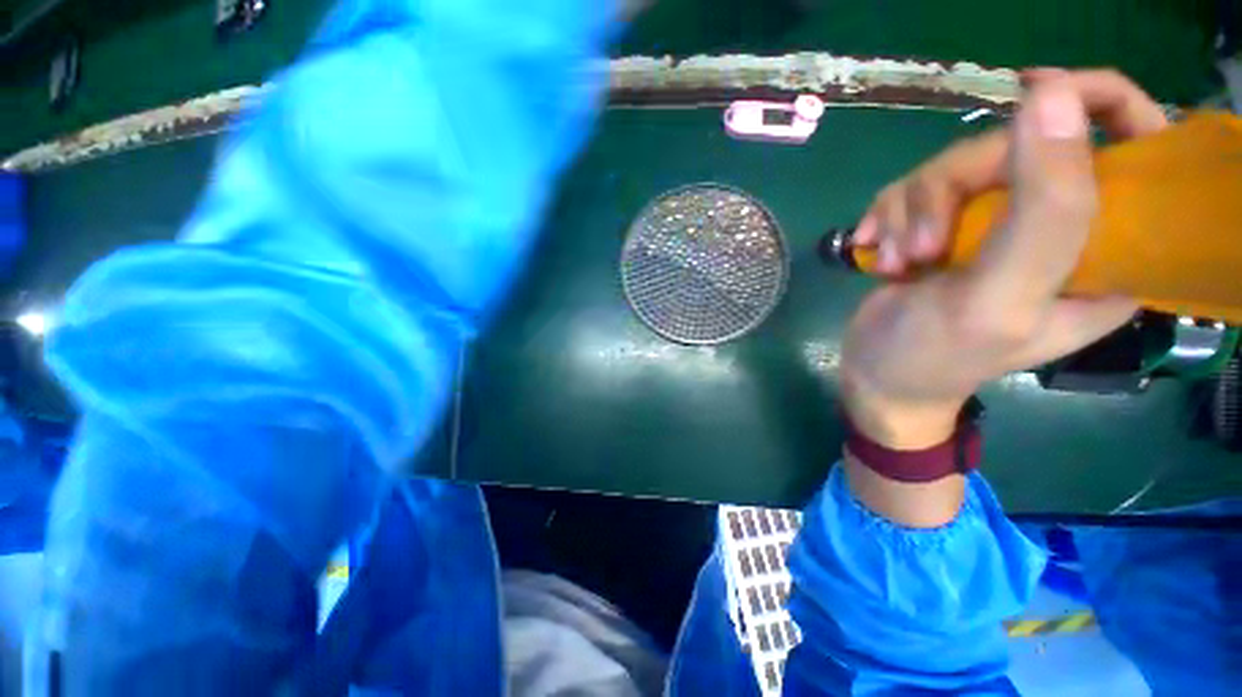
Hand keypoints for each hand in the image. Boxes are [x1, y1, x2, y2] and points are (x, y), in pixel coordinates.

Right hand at [838, 70, 1164, 525]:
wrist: (877, 375)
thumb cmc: (939, 355)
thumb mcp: (1001, 296)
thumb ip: (1045, 207)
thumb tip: (1053, 94)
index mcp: (1108, 246)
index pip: (1134, 142)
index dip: (1093, 105)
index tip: (1035, 99)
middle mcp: (1056, 224)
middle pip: (1016, 145)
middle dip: (953, 189)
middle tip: (925, 247)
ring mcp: (993, 222)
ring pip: (952, 166)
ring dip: (910, 213)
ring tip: (899, 263)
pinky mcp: (943, 225)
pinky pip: (912, 188)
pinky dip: (887, 217)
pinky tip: (876, 250)